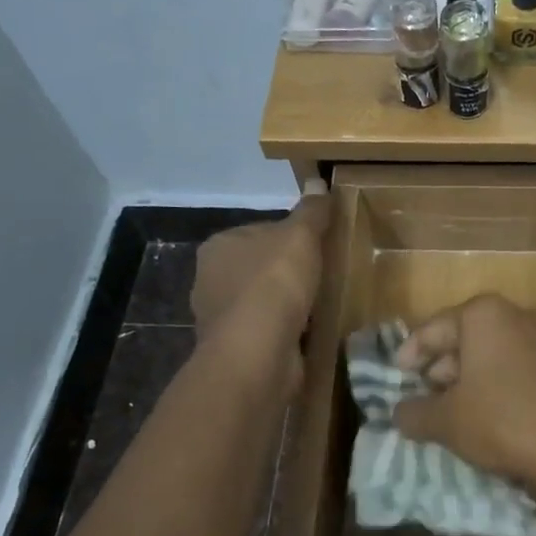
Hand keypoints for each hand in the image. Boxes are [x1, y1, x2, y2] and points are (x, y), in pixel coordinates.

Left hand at [191, 182, 330, 349]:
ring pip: (263, 302)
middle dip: (289, 274)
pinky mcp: (236, 350)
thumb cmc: (274, 284)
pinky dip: (286, 332)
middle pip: (261, 268)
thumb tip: (318, 183)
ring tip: (321, 307)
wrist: (258, 352)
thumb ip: (311, 212)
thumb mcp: (300, 236)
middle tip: (325, 277)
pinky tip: (309, 334)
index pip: (260, 231)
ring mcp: (221, 319)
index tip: (319, 248)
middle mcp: (210, 279)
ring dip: (288, 306)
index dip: (292, 238)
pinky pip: (267, 333)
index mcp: (219, 246)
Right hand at [392, 294, 535, 506]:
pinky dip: (493, 389)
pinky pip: (512, 370)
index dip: (408, 357)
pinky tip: (484, 420)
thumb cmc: (504, 421)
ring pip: (488, 357)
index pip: (430, 330)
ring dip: (465, 384)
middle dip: (438, 372)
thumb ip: (413, 412)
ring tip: (449, 416)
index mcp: (482, 315)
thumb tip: (399, 413)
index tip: (396, 380)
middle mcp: (513, 316)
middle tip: (421, 402)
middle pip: (460, 341)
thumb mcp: (446, 421)